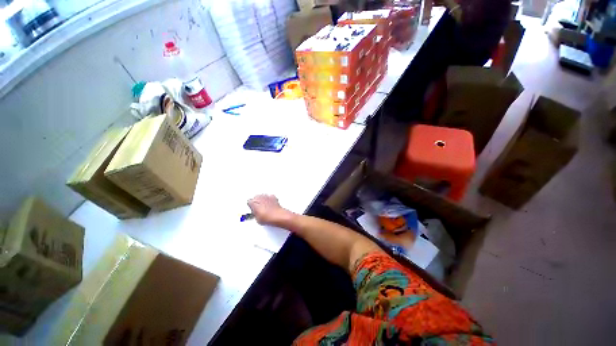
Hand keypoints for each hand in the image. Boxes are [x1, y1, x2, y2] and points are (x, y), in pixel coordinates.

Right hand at [247, 195, 294, 226]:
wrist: (277, 216)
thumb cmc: (267, 217)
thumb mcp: (257, 219)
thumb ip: (255, 214)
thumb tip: (256, 214)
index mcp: (253, 202)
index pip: (249, 202)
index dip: (251, 206)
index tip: (252, 209)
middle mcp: (259, 197)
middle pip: (256, 197)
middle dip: (257, 202)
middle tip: (258, 208)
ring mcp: (267, 196)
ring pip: (263, 196)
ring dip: (263, 200)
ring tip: (265, 206)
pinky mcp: (273, 197)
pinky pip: (270, 197)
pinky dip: (270, 199)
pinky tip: (270, 204)